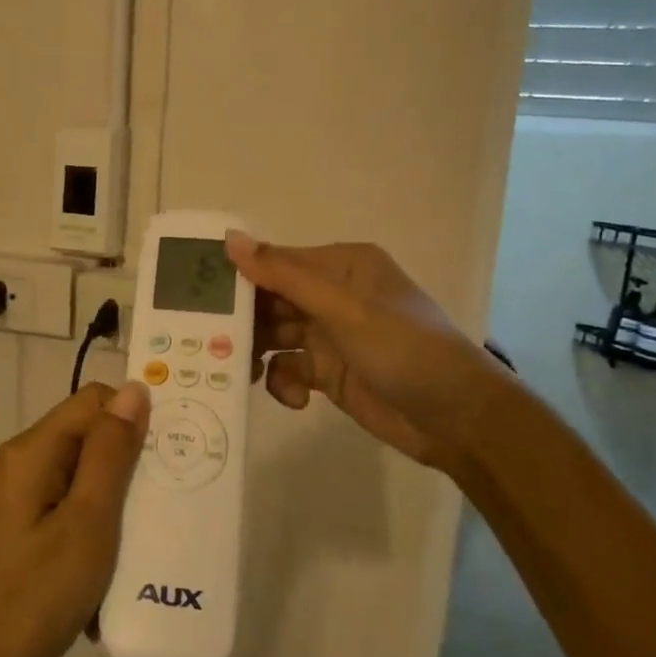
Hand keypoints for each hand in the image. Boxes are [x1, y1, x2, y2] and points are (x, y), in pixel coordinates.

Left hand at [0, 382, 149, 656]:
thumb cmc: (32, 597)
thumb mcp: (86, 523)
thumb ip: (110, 454)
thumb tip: (133, 389)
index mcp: (33, 451)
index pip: (94, 400)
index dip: (135, 417)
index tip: (174, 453)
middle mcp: (21, 465)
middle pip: (88, 439)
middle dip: (130, 465)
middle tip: (170, 502)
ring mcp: (17, 502)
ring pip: (81, 480)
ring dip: (115, 505)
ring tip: (147, 540)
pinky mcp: (19, 534)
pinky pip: (67, 513)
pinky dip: (93, 533)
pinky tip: (112, 573)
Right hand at [224, 231, 500, 472]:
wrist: (456, 418)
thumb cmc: (402, 348)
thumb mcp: (342, 307)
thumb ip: (283, 274)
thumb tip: (229, 238)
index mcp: (340, 267)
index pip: (276, 263)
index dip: (239, 278)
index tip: (198, 296)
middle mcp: (332, 296)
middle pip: (270, 301)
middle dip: (243, 321)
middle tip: (210, 341)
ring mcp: (330, 336)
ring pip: (274, 337)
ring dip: (257, 354)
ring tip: (241, 372)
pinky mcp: (330, 374)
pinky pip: (289, 370)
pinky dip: (284, 382)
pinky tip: (294, 398)